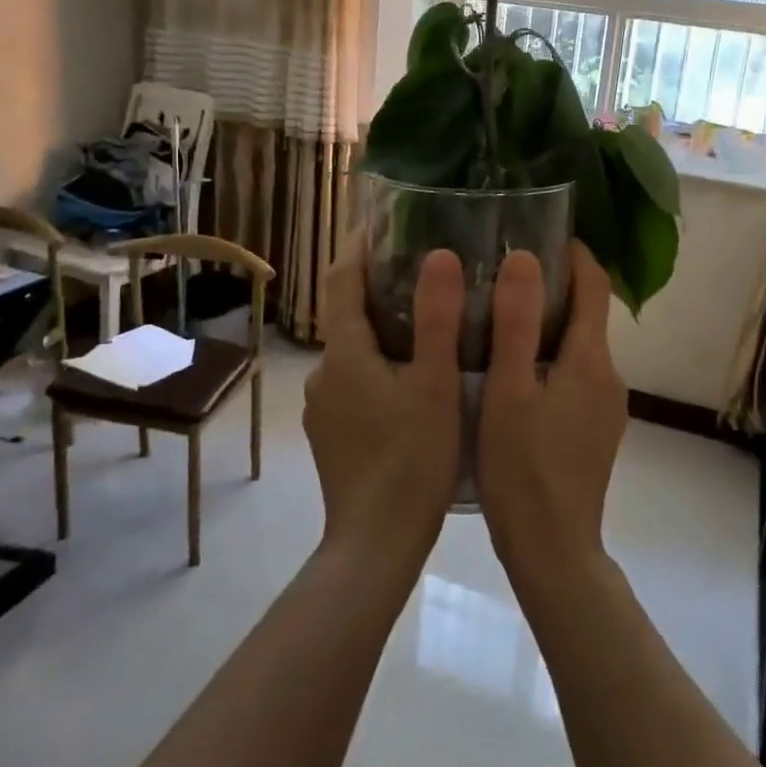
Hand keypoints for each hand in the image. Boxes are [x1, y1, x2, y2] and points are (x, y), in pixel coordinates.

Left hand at [304, 243, 463, 572]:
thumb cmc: (412, 460)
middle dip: (381, 288)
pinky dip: (380, 366)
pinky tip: (414, 381)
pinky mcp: (333, 435)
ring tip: (430, 324)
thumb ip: (438, 318)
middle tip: (429, 273)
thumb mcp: (435, 384)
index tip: (386, 222)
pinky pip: (356, 382)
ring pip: (354, 351)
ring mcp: (325, 408)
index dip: (360, 246)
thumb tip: (440, 255)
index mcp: (346, 353)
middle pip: (349, 314)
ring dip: (384, 331)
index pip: (342, 279)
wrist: (375, 545)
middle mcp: (325, 373)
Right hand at [478, 243, 625, 591]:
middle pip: (586, 314)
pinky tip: (513, 372)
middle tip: (503, 273)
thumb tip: (525, 257)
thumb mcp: (508, 391)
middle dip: (553, 287)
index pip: (594, 286)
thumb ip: (515, 323)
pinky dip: (550, 358)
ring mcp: (606, 407)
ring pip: (579, 347)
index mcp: (590, 360)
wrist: (553, 550)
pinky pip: (575, 376)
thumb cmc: (523, 468)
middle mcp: (609, 376)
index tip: (540, 232)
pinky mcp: (595, 430)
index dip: (573, 254)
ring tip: (500, 318)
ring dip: (548, 325)